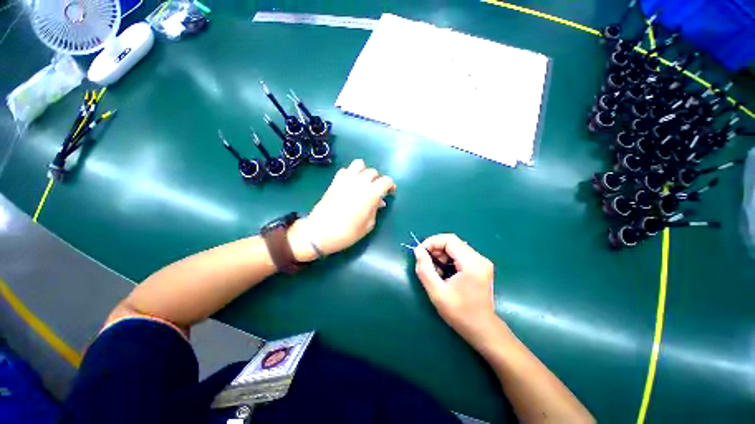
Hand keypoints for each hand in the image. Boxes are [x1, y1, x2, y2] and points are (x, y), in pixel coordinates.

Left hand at [289, 159, 395, 260]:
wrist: (320, 233)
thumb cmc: (347, 232)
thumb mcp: (368, 225)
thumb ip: (375, 210)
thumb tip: (379, 202)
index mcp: (371, 193)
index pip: (386, 181)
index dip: (391, 186)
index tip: (390, 193)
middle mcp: (360, 182)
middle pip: (373, 172)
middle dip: (378, 180)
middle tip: (376, 191)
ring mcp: (346, 180)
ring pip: (359, 164)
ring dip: (364, 171)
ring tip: (364, 183)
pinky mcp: (335, 181)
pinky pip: (345, 170)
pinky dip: (350, 173)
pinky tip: (350, 184)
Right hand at [414, 234, 498, 342]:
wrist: (482, 329)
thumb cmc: (459, 313)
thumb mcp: (436, 292)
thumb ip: (425, 269)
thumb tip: (418, 250)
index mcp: (472, 264)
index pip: (449, 240)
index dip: (432, 242)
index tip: (420, 253)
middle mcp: (480, 259)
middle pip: (453, 242)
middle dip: (436, 249)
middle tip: (426, 263)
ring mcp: (482, 262)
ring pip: (456, 247)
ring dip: (441, 255)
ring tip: (435, 271)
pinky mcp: (481, 266)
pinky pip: (460, 254)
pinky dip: (449, 259)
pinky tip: (444, 272)